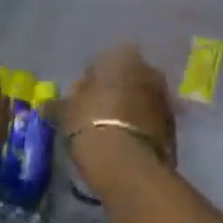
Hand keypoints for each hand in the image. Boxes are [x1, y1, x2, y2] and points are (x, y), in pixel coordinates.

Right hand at [66, 44, 176, 178]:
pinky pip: (151, 119)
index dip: (88, 80)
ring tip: (110, 131)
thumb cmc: (92, 125)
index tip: (78, 99)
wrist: (129, 165)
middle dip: (113, 91)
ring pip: (140, 98)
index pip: (101, 61)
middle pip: (125, 77)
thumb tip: (48, 105)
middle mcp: (148, 70)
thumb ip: (58, 104)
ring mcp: (165, 98)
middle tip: (94, 113)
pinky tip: (125, 143)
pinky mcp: (174, 126)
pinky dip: (139, 126)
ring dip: (128, 109)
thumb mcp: (66, 113)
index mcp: (122, 57)